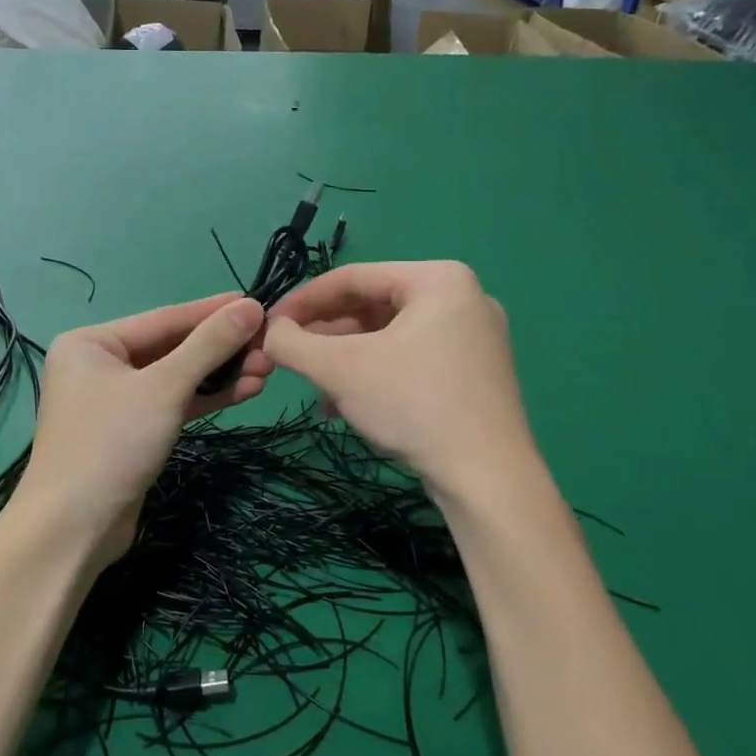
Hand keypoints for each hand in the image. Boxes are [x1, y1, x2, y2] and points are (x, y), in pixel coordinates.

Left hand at [17, 294, 271, 567]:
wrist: (75, 529)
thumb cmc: (111, 443)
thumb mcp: (164, 387)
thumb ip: (208, 345)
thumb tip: (251, 306)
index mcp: (92, 343)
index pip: (164, 318)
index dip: (213, 311)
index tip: (257, 302)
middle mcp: (100, 365)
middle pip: (172, 348)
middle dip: (221, 349)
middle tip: (270, 346)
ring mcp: (115, 400)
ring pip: (176, 378)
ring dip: (220, 374)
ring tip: (266, 369)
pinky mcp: (132, 432)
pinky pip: (173, 403)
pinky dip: (205, 398)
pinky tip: (245, 391)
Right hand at [264, 261, 533, 493]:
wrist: (487, 479)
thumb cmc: (413, 405)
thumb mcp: (340, 369)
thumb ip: (292, 344)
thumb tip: (268, 333)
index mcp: (439, 279)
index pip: (353, 277)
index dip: (303, 300)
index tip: (270, 325)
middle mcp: (463, 297)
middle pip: (373, 305)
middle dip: (326, 333)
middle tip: (290, 355)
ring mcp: (474, 337)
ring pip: (390, 334)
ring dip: (345, 357)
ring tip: (315, 384)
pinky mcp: (475, 372)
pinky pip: (412, 357)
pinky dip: (375, 372)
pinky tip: (347, 402)